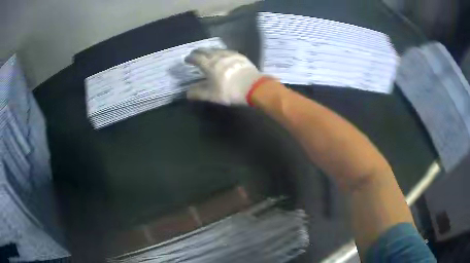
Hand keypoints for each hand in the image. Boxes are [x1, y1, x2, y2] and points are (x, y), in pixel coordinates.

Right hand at [185, 48, 263, 104]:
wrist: (253, 86)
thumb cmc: (230, 91)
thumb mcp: (212, 95)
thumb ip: (198, 93)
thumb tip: (187, 93)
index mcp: (209, 65)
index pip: (196, 58)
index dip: (190, 58)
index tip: (187, 59)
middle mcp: (218, 56)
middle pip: (206, 51)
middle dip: (198, 51)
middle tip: (195, 53)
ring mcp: (230, 55)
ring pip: (217, 49)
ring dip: (210, 50)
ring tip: (208, 53)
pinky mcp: (240, 56)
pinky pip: (227, 51)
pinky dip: (221, 52)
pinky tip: (223, 55)